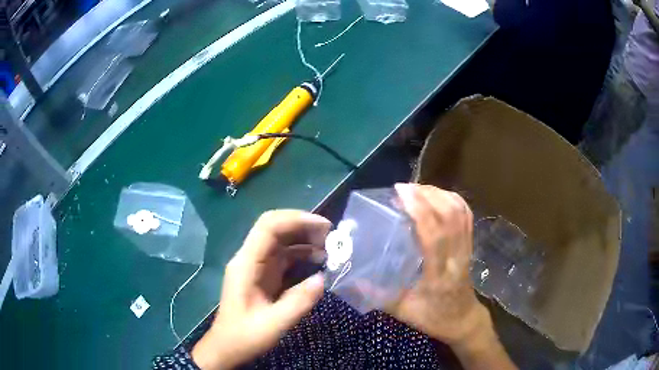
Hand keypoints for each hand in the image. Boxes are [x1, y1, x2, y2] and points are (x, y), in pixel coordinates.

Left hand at [192, 210, 330, 368]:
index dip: (296, 219)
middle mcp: (249, 259)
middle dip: (304, 227)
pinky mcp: (263, 275)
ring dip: (305, 239)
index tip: (324, 227)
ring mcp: (256, 266)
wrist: (228, 347)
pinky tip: (319, 260)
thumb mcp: (274, 324)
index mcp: (246, 264)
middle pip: (275, 229)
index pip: (268, 227)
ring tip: (330, 247)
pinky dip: (302, 254)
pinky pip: (283, 256)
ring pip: (281, 241)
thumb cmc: (246, 336)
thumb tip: (323, 278)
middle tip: (332, 236)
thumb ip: (298, 302)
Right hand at [386, 184, 487, 345]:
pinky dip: (452, 199)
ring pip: (460, 212)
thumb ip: (377, 296)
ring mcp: (467, 249)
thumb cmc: (433, 318)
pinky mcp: (470, 245)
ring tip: (417, 189)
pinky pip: (466, 215)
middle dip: (427, 195)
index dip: (419, 209)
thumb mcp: (402, 312)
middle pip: (450, 216)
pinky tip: (437, 195)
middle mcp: (457, 257)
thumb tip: (352, 278)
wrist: (463, 320)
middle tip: (404, 188)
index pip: (434, 235)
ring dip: (439, 194)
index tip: (401, 193)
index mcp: (439, 274)